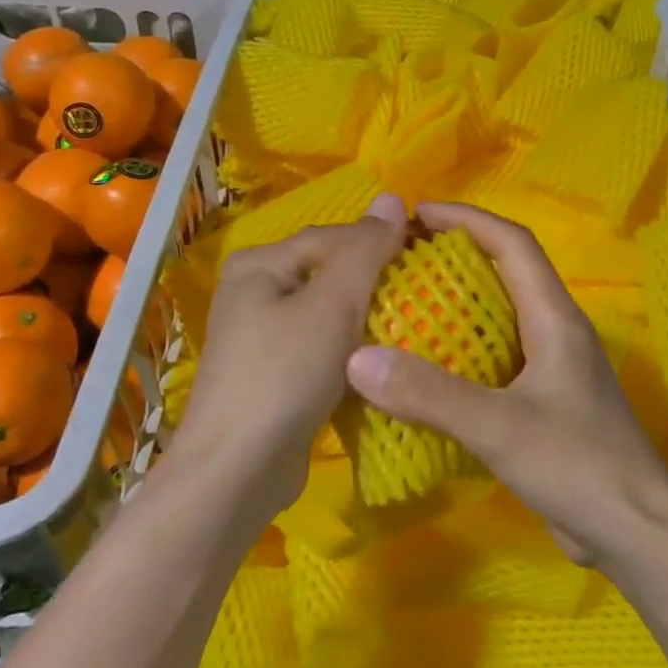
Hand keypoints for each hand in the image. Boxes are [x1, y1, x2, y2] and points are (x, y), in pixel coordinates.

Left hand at [171, 193, 406, 522]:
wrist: (239, 470)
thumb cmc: (285, 374)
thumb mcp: (332, 304)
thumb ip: (365, 250)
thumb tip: (390, 197)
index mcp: (260, 265)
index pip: (333, 237)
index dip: (381, 245)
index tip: (428, 263)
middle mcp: (255, 294)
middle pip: (330, 275)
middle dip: (375, 287)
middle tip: (425, 300)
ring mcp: (263, 338)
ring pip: (330, 316)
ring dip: (367, 323)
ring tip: (412, 330)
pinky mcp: (275, 377)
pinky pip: (323, 350)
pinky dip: (351, 354)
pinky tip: (380, 365)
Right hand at [343, 202, 667, 565]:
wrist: (636, 533)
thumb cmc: (579, 466)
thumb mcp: (500, 427)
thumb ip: (431, 394)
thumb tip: (357, 358)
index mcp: (556, 319)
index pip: (513, 245)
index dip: (467, 219)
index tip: (415, 214)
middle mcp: (556, 334)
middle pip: (505, 274)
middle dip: (455, 257)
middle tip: (397, 261)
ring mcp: (552, 370)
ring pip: (499, 319)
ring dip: (456, 306)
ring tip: (401, 308)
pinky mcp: (543, 404)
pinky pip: (495, 362)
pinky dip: (460, 354)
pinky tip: (425, 373)